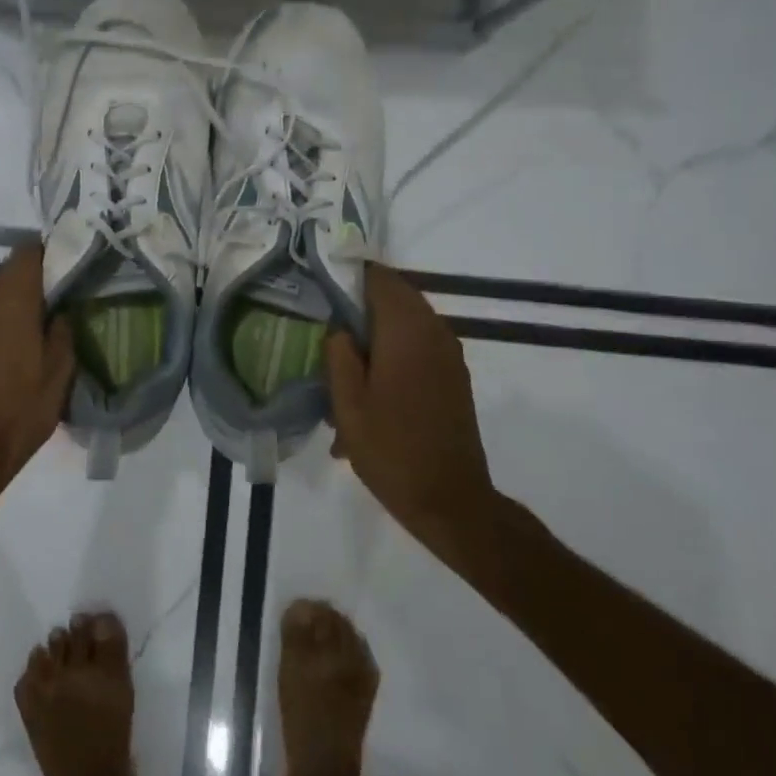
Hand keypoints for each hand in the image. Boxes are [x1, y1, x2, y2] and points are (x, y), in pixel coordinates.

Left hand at [0, 243, 77, 497]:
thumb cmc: (21, 412)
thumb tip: (60, 311)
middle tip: (52, 302)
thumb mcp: (60, 374)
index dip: (47, 255)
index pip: (27, 252)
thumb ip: (62, 332)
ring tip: (27, 326)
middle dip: (29, 280)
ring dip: (7, 301)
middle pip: (6, 271)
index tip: (64, 270)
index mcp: (12, 300)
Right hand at [324, 264, 502, 578]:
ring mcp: (449, 354)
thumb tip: (339, 328)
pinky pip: (420, 345)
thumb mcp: (348, 404)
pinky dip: (395, 350)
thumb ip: (339, 355)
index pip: (380, 278)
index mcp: (407, 331)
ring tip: (344, 358)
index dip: (349, 276)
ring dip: (377, 330)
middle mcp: (434, 332)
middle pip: (395, 296)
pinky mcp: (454, 376)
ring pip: (407, 321)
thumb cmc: (391, 450)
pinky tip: (370, 384)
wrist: (450, 500)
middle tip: (326, 323)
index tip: (320, 287)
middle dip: (360, 304)